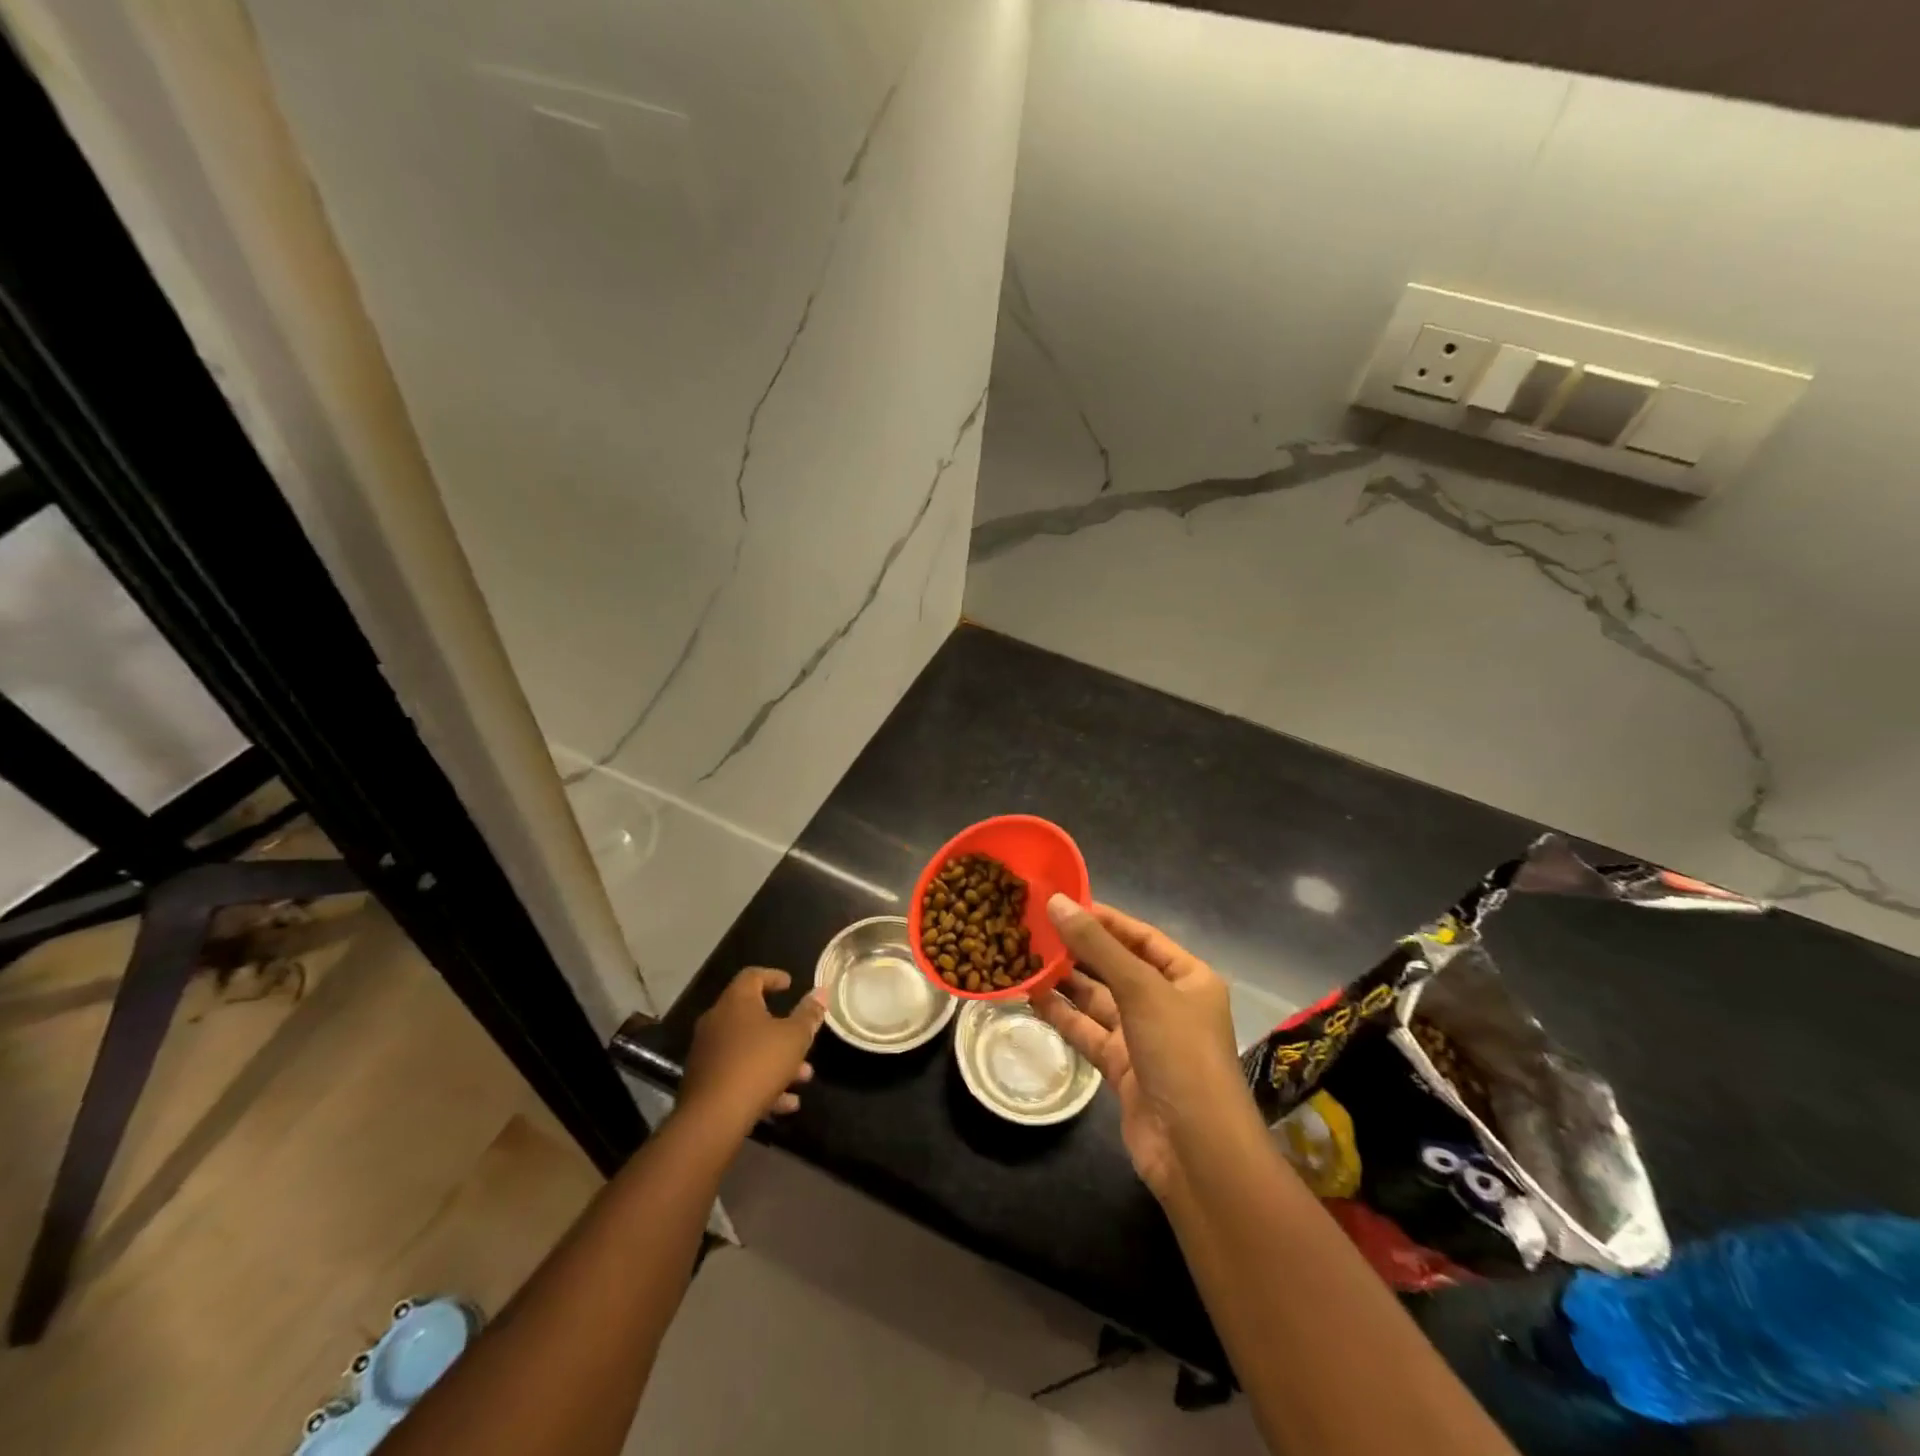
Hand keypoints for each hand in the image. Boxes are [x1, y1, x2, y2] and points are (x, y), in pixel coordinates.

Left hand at [680, 968, 825, 1130]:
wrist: (713, 1118)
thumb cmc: (758, 1064)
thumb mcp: (795, 1037)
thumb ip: (808, 1014)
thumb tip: (820, 991)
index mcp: (736, 1002)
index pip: (753, 976)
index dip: (773, 976)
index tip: (790, 984)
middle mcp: (716, 1022)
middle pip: (751, 1016)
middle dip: (782, 1028)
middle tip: (802, 1036)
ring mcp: (707, 1053)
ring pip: (747, 1049)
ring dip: (776, 1059)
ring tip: (803, 1076)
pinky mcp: (704, 1083)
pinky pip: (737, 1074)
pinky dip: (761, 1083)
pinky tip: (786, 1103)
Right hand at [1032, 898, 1245, 1198]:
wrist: (1196, 1151)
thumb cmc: (1180, 1055)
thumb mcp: (1141, 990)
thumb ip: (1097, 946)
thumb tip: (1056, 902)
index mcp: (1188, 977)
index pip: (1140, 936)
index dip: (1103, 919)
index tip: (1060, 902)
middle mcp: (1167, 1003)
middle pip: (1117, 966)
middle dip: (1078, 950)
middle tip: (1034, 928)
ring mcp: (1144, 1037)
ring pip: (1098, 1000)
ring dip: (1066, 982)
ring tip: (1025, 956)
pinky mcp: (1122, 1068)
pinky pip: (1088, 1032)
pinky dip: (1063, 1016)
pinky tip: (1033, 996)